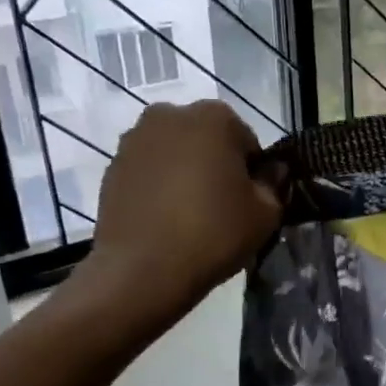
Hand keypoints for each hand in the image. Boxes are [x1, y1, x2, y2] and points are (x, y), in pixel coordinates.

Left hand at [75, 101, 282, 311]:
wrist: (142, 270)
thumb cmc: (214, 233)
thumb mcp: (266, 212)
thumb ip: (273, 182)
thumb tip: (271, 170)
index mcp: (214, 117)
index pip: (246, 140)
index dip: (252, 171)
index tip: (249, 199)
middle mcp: (170, 115)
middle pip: (207, 139)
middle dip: (216, 163)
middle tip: (221, 204)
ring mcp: (135, 139)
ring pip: (175, 152)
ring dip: (186, 172)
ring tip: (190, 213)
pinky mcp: (112, 167)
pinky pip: (149, 170)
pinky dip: (159, 185)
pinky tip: (165, 218)